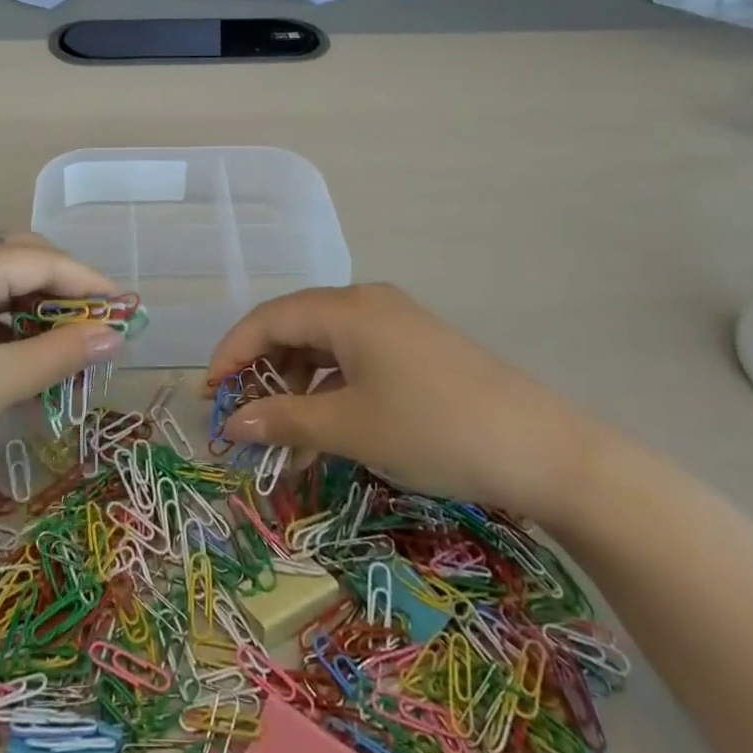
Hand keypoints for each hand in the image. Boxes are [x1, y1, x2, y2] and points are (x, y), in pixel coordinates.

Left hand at [0, 234, 121, 490]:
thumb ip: (60, 352)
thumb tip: (114, 335)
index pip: (44, 260)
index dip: (90, 282)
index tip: (127, 307)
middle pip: (17, 257)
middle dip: (61, 284)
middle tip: (95, 320)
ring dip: (31, 301)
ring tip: (63, 336)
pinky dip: (1, 316)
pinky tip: (16, 345)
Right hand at [205, 283, 607, 519]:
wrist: (545, 450)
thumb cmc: (434, 429)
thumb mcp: (351, 428)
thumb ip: (285, 420)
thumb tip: (233, 424)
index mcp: (346, 308)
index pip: (268, 319)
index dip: (231, 353)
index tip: (208, 395)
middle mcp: (367, 302)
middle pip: (294, 326)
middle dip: (262, 369)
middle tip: (241, 414)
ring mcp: (396, 322)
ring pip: (325, 343)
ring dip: (297, 382)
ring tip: (285, 429)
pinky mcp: (416, 347)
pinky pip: (355, 356)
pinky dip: (331, 386)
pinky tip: (329, 421)